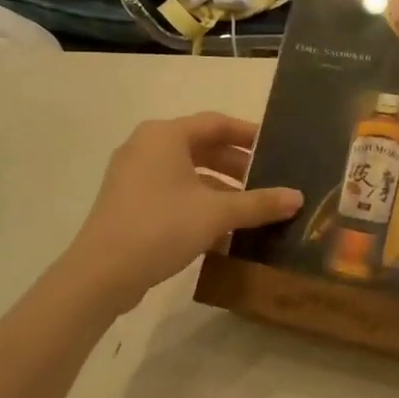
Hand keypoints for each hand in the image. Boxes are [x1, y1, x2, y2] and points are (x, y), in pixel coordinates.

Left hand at [61, 113, 301, 315]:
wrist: (101, 274)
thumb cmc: (161, 227)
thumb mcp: (217, 213)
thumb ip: (259, 203)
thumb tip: (297, 198)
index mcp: (165, 135)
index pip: (217, 123)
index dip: (249, 135)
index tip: (277, 148)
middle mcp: (146, 146)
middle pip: (201, 146)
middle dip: (236, 164)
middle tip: (267, 180)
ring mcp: (133, 174)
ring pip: (186, 171)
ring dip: (219, 185)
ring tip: (248, 206)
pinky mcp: (128, 201)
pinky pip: (171, 190)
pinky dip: (197, 200)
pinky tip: (220, 226)